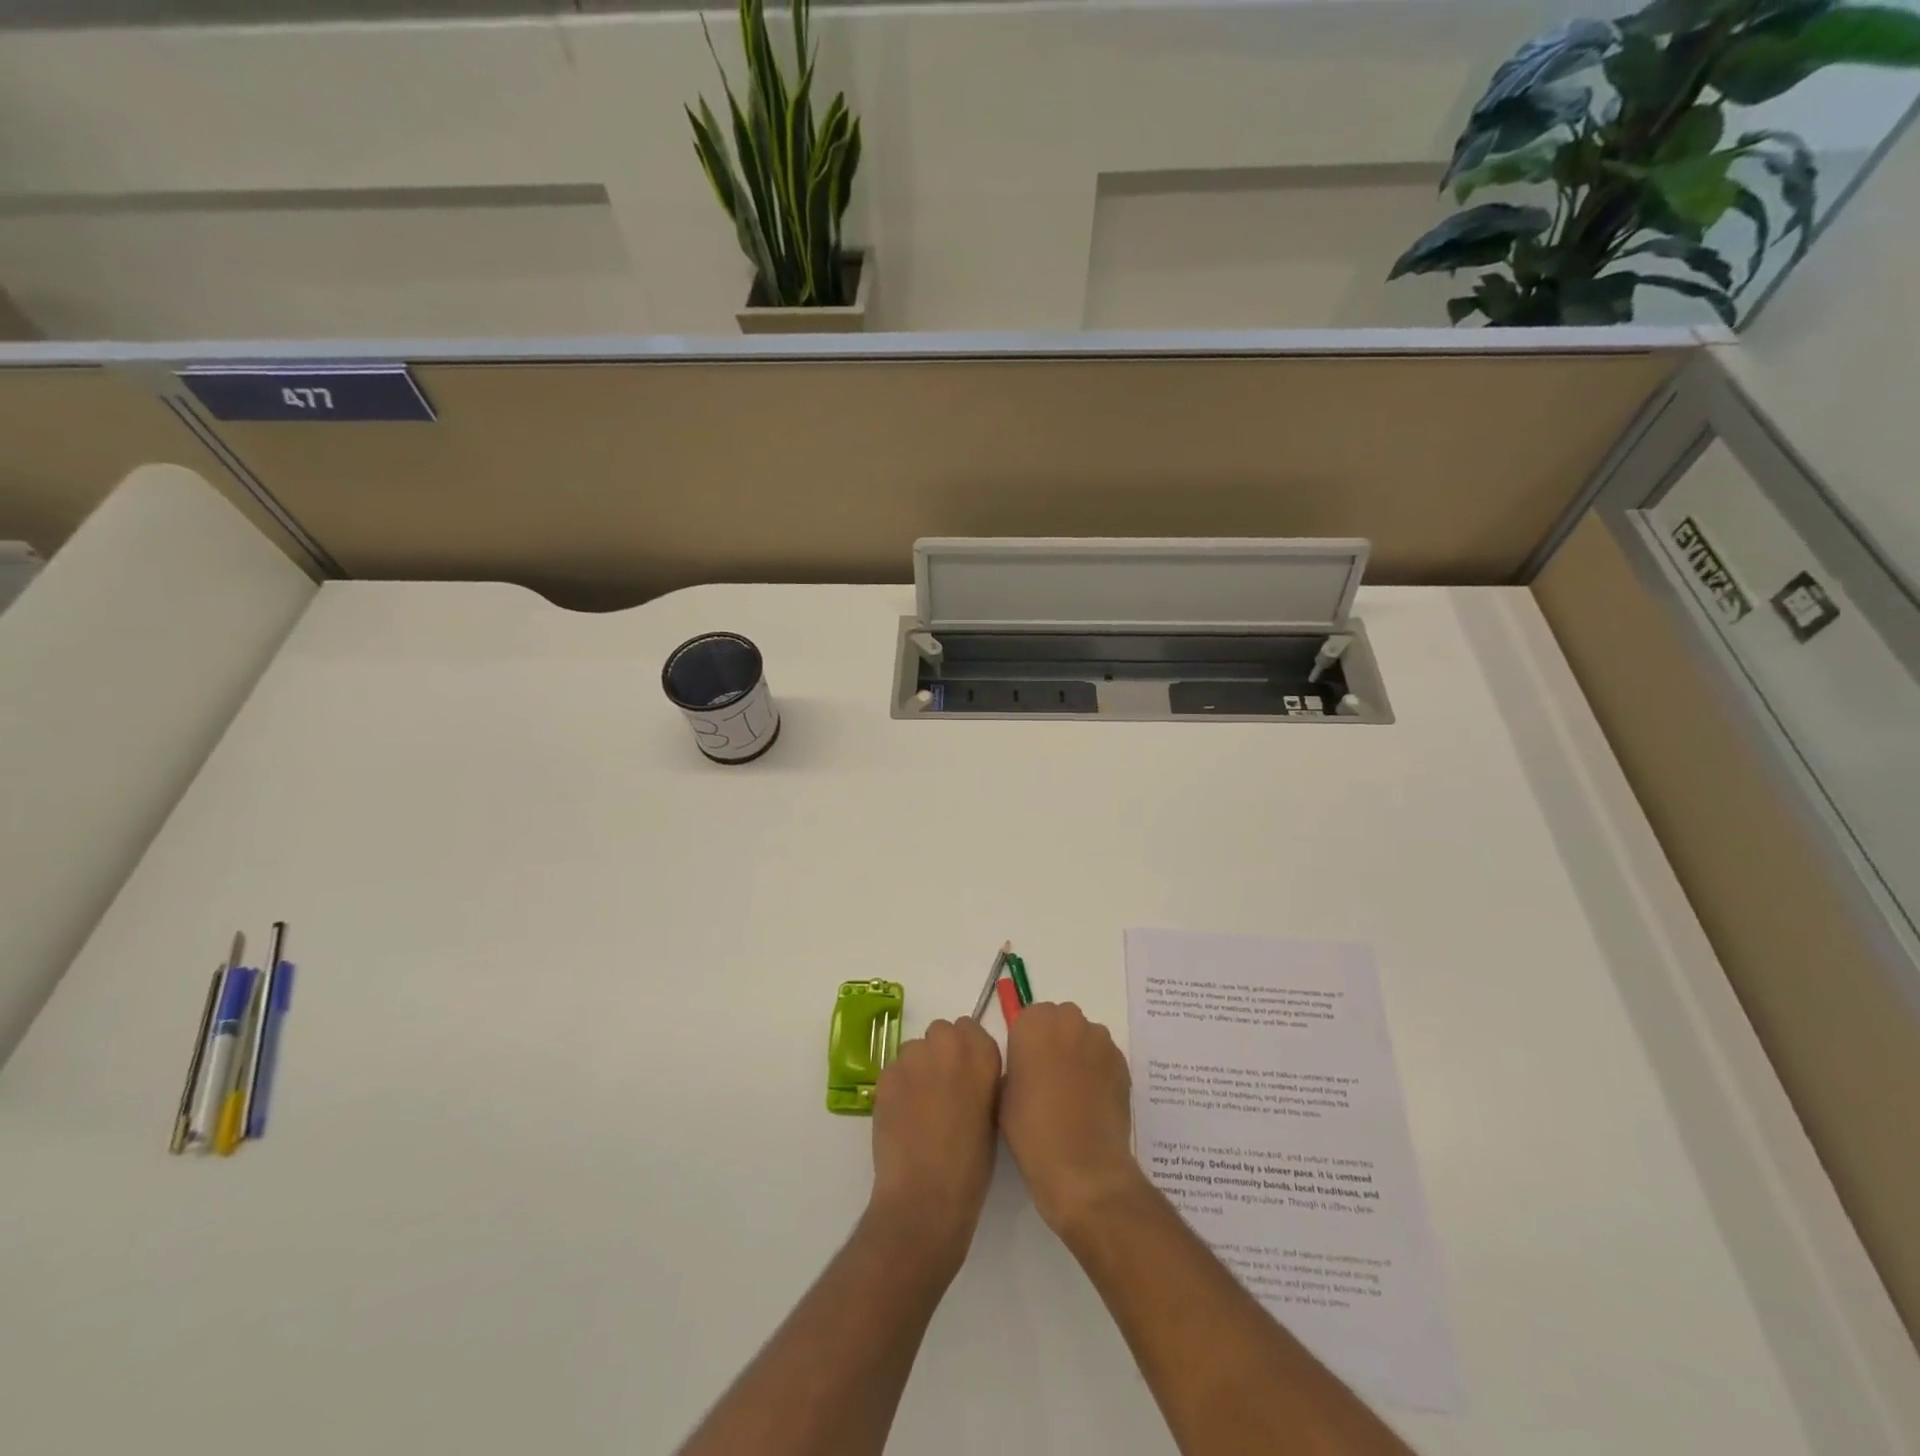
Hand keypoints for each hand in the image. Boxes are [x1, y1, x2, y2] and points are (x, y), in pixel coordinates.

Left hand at [866, 1017, 1002, 1277]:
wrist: (926, 1194)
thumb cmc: (972, 1164)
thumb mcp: (994, 1113)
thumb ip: (983, 1079)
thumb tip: (972, 1072)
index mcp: (983, 1053)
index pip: (970, 1028)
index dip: (965, 1051)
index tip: (965, 1074)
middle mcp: (948, 1044)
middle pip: (940, 1032)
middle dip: (940, 1053)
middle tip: (942, 1089)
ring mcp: (913, 1057)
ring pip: (914, 1049)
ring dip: (918, 1068)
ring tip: (919, 1107)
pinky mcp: (886, 1074)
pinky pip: (894, 1070)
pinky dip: (897, 1086)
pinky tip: (902, 1116)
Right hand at [999, 1002, 1147, 1240]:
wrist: (1083, 1166)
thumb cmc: (1032, 1130)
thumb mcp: (1003, 1094)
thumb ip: (1014, 1066)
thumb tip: (1028, 1066)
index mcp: (1033, 1023)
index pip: (1027, 1018)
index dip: (1026, 1043)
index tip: (1026, 1069)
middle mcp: (1069, 1020)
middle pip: (1059, 1020)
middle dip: (1054, 1041)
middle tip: (1048, 1078)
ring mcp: (1100, 1040)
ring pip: (1084, 1036)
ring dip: (1078, 1053)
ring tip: (1073, 1093)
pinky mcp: (1122, 1061)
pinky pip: (1104, 1056)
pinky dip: (1098, 1069)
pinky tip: (1092, 1101)